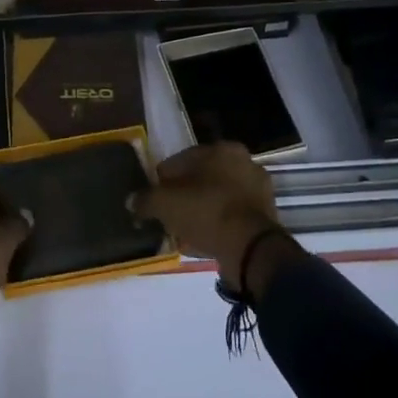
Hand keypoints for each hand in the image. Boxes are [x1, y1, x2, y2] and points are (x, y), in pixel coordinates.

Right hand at [129, 142, 298, 293]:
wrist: (251, 248)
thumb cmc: (206, 212)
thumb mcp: (165, 204)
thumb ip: (146, 200)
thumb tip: (132, 202)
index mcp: (221, 149)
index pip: (181, 160)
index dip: (163, 180)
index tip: (154, 199)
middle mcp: (243, 162)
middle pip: (202, 178)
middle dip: (184, 195)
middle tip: (169, 215)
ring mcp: (258, 189)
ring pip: (217, 197)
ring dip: (201, 211)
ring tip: (184, 231)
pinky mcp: (266, 215)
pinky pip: (231, 216)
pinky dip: (217, 225)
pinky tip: (202, 240)